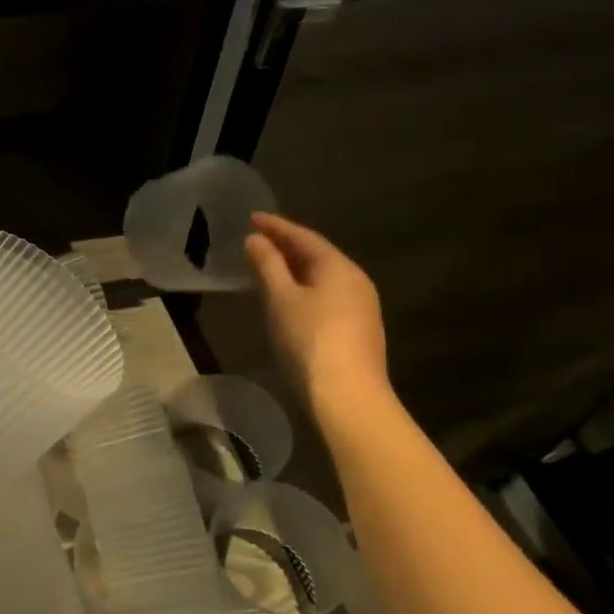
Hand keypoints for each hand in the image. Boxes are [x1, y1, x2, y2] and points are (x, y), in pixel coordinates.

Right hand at [245, 214, 388, 412]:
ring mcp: (361, 306)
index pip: (303, 236)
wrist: (348, 396)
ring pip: (322, 277)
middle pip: (317, 255)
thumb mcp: (280, 298)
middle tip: (258, 240)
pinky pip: (327, 296)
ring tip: (268, 267)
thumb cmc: (309, 340)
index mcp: (337, 266)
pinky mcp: (358, 329)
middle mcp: (355, 280)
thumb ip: (267, 265)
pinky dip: (304, 288)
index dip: (276, 226)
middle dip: (286, 246)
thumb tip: (255, 240)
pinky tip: (289, 299)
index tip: (252, 217)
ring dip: (295, 269)